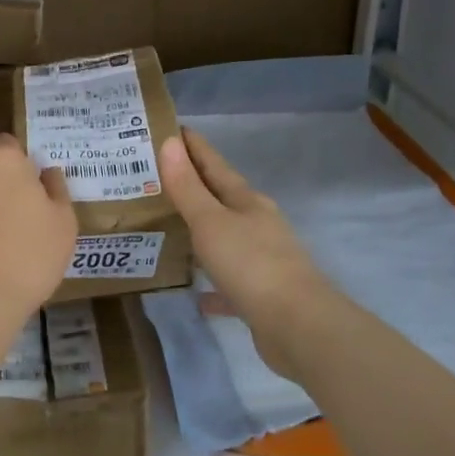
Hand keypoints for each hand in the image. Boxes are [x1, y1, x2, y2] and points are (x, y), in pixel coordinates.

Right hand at [159, 127, 331, 380]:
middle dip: (192, 186)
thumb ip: (188, 186)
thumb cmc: (251, 265)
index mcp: (246, 201)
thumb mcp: (211, 222)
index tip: (170, 128)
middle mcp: (256, 224)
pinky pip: (228, 282)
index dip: (193, 146)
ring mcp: (262, 259)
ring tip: (167, 226)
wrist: (299, 327)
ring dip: (200, 231)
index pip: (214, 164)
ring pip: (224, 237)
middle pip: (220, 198)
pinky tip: (194, 291)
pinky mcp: (261, 294)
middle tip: (155, 176)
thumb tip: (171, 142)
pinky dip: (211, 283)